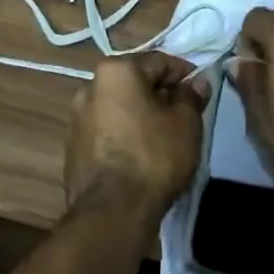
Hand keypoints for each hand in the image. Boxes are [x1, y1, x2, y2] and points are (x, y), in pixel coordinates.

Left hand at [65, 54, 209, 220]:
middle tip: (184, 115)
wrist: (112, 212)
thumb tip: (197, 82)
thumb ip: (191, 96)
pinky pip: (107, 131)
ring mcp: (77, 118)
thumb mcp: (186, 122)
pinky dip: (124, 135)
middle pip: (135, 83)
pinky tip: (140, 155)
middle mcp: (90, 86)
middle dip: (160, 94)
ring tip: (163, 137)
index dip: (184, 74)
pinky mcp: (73, 148)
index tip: (200, 91)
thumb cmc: (154, 156)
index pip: (159, 62)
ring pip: (119, 107)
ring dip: (140, 115)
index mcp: (116, 71)